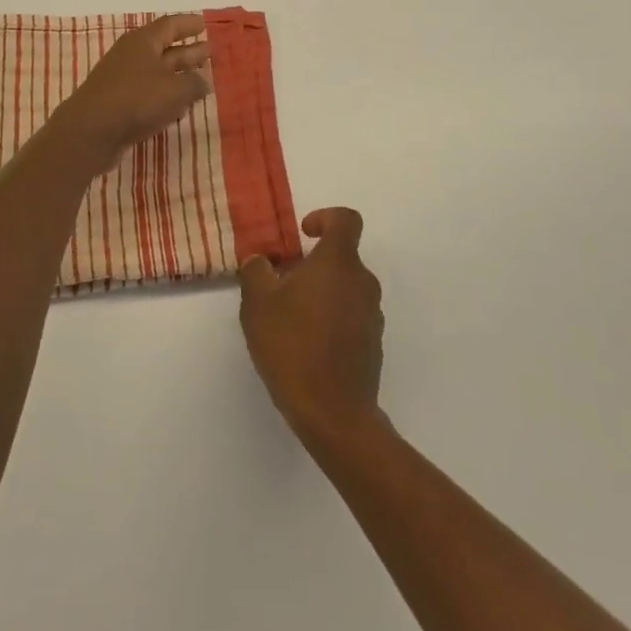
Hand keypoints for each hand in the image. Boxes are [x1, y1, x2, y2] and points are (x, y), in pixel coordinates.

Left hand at [46, 13, 211, 172]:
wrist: (90, 132)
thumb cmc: (136, 100)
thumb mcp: (175, 89)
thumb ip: (194, 83)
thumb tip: (202, 81)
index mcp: (143, 42)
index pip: (170, 25)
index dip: (189, 24)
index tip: (205, 24)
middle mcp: (131, 56)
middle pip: (165, 48)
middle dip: (188, 50)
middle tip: (210, 51)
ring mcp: (122, 80)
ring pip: (157, 72)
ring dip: (178, 75)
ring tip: (201, 79)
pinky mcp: (118, 103)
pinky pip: (148, 94)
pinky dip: (165, 96)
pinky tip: (180, 106)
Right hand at [239, 208, 385, 452]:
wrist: (333, 412)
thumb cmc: (293, 346)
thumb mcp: (258, 304)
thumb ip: (257, 272)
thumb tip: (261, 261)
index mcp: (339, 263)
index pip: (346, 220)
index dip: (325, 217)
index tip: (303, 235)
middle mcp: (363, 282)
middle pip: (341, 258)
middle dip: (312, 265)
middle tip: (281, 286)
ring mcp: (372, 315)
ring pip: (345, 288)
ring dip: (321, 294)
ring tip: (290, 320)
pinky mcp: (373, 344)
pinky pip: (351, 317)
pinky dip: (331, 320)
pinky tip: (306, 346)